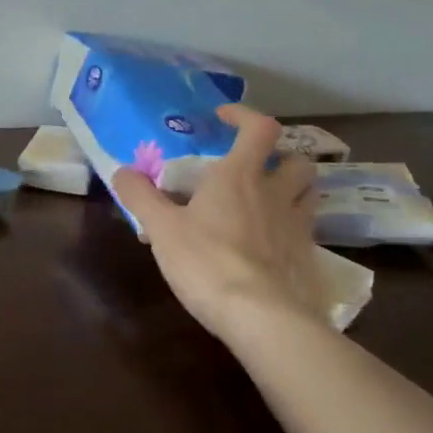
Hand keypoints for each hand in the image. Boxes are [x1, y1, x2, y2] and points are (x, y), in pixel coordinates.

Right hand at [112, 105, 323, 343]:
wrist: (261, 317)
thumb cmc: (206, 262)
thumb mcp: (161, 229)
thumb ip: (141, 196)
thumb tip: (122, 171)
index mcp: (239, 176)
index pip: (259, 127)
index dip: (244, 116)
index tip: (224, 118)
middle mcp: (275, 192)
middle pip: (297, 160)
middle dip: (281, 158)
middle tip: (257, 169)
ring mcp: (297, 225)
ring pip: (310, 193)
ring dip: (294, 189)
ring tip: (269, 201)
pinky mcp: (307, 257)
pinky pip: (307, 230)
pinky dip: (293, 227)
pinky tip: (272, 244)